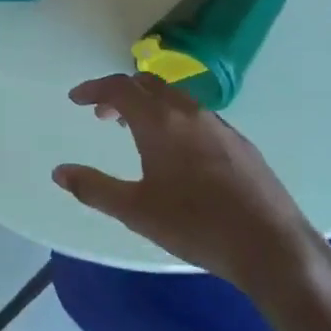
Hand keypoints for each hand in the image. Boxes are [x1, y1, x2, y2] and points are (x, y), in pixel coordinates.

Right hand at [52, 73, 330, 305]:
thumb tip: (59, 172)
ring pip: (175, 99)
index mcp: (160, 121)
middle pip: (148, 84)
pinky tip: (177, 153)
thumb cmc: (195, 225)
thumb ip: (94, 188)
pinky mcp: (239, 143)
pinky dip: (173, 119)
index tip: (76, 99)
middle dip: (121, 94)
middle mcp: (189, 112)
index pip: (120, 87)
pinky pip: (196, 116)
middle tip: (103, 116)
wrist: (271, 245)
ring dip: (148, 106)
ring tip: (135, 133)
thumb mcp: (135, 210)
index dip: (94, 89)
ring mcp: (219, 125)